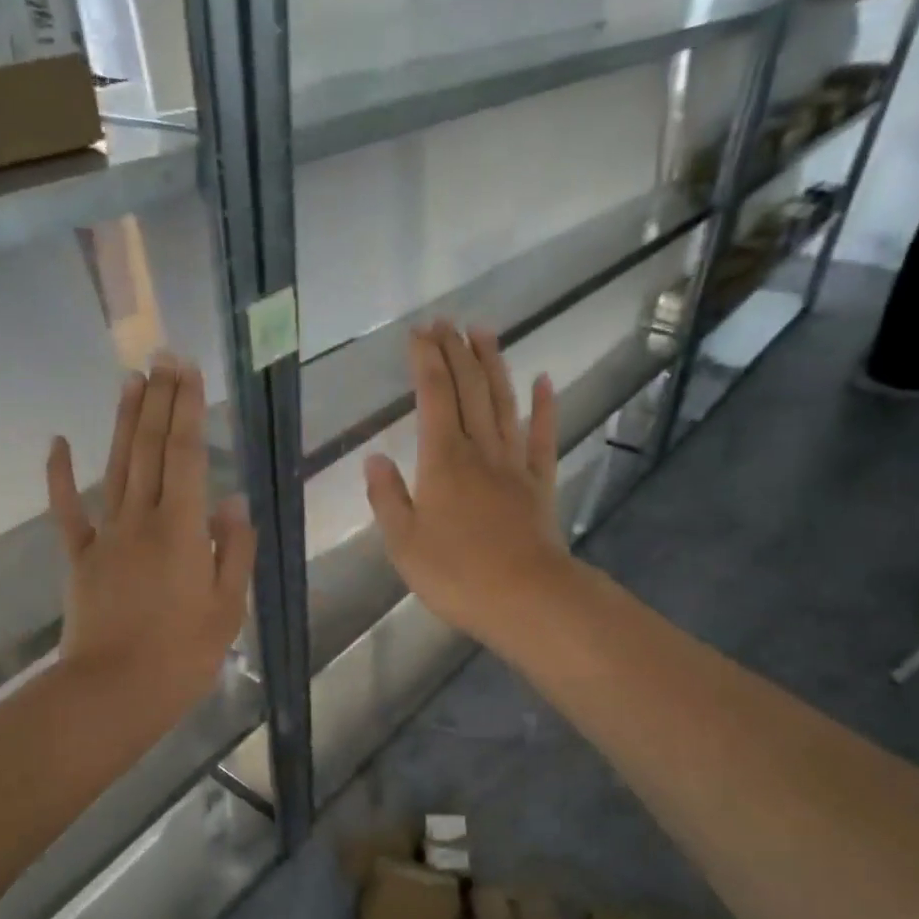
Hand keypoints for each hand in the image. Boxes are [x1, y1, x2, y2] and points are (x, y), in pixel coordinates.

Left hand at [47, 357, 255, 719]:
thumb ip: (234, 550)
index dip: (187, 410)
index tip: (188, 371)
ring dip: (122, 421)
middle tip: (162, 357)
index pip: (187, 455)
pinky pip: (67, 510)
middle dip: (158, 401)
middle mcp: (142, 519)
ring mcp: (106, 535)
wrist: (115, 691)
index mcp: (183, 529)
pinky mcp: (80, 557)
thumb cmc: (183, 655)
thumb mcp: (228, 607)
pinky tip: (57, 441)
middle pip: (150, 449)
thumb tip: (233, 503)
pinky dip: (60, 475)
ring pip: (116, 467)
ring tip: (130, 380)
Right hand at [364, 322, 571, 648]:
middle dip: (456, 352)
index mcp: (443, 461)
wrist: (525, 597)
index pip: (434, 397)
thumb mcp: (404, 543)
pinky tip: (544, 381)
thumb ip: (387, 498)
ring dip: (494, 365)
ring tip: (484, 332)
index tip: (419, 333)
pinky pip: (542, 438)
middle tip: (446, 321)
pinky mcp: (539, 484)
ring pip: (503, 404)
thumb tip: (374, 459)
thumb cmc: (456, 574)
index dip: (427, 362)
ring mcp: (514, 465)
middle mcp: (480, 451)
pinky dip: (544, 407)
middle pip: (469, 390)